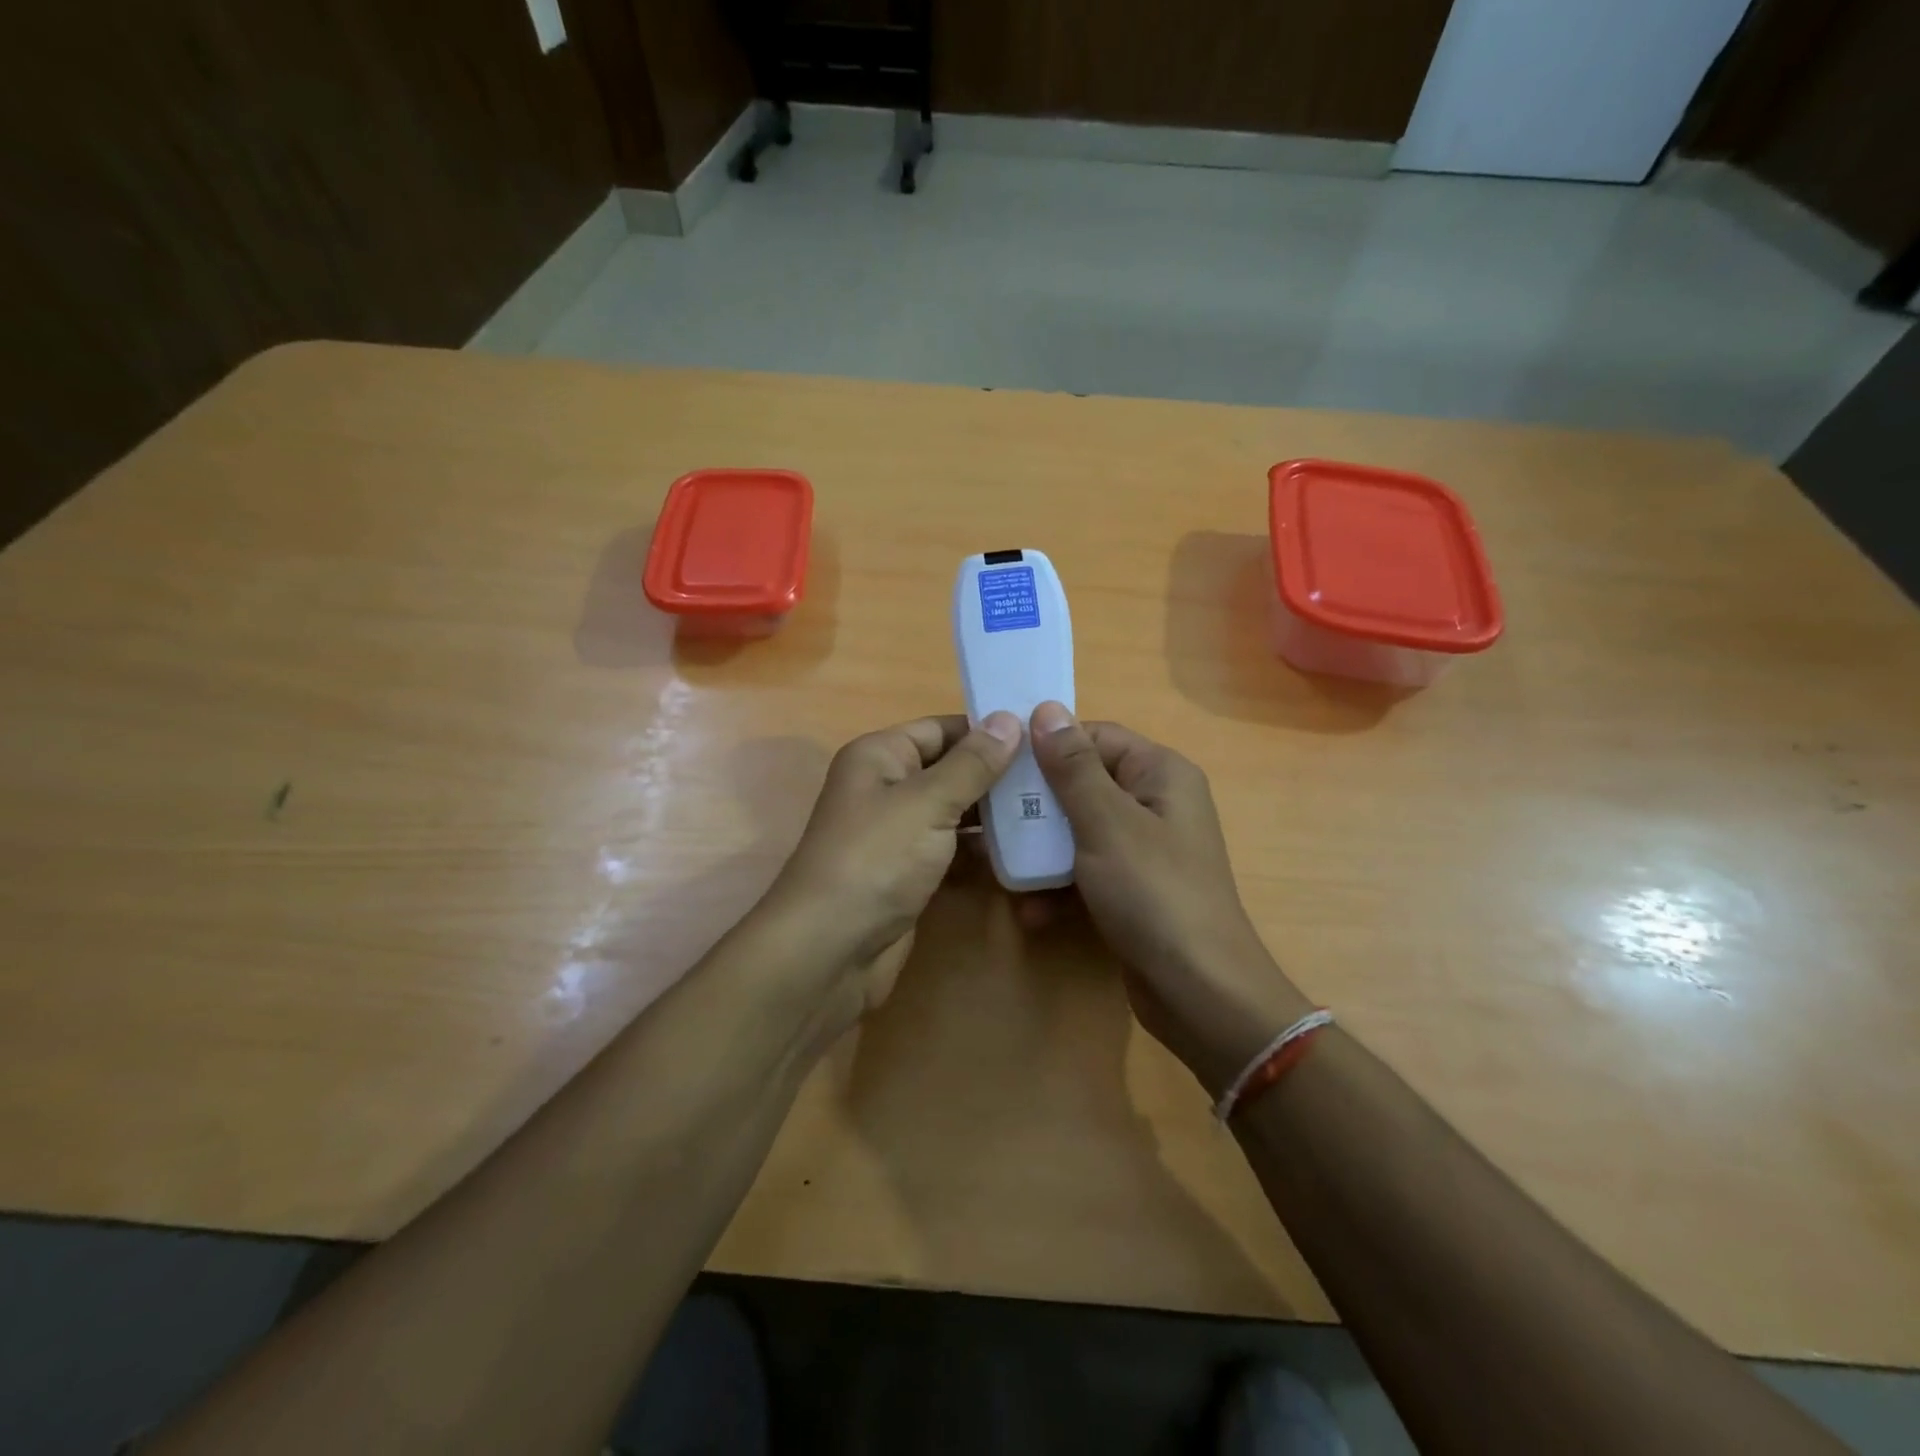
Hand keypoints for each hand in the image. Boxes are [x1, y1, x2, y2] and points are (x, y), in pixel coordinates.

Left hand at [756, 711, 1022, 1028]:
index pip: (941, 728)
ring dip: (994, 812)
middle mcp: (886, 787)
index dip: (987, 729)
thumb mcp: (928, 802)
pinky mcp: (908, 870)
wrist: (832, 948)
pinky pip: (951, 847)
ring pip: (954, 810)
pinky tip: (1022, 849)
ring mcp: (897, 832)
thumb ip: (972, 763)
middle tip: (1054, 776)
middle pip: (950, 768)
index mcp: (880, 756)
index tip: (1041, 734)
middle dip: (997, 773)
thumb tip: (1009, 718)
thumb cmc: (877, 858)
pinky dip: (980, 847)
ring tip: (1049, 808)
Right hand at [1028, 702, 1313, 1094]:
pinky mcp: (1133, 889)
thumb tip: (1047, 709)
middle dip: (1039, 805)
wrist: (1200, 993)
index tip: (1002, 763)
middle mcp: (1156, 803)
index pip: (1096, 737)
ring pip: (1079, 830)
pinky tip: (1032, 911)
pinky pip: (1088, 871)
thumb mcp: (1106, 823)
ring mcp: (1145, 849)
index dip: (1050, 746)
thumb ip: (1073, 767)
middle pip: (1084, 784)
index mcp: (1160, 774)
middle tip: (995, 818)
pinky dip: (1061, 886)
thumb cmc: (1153, 893)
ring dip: (1043, 851)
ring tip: (1006, 869)